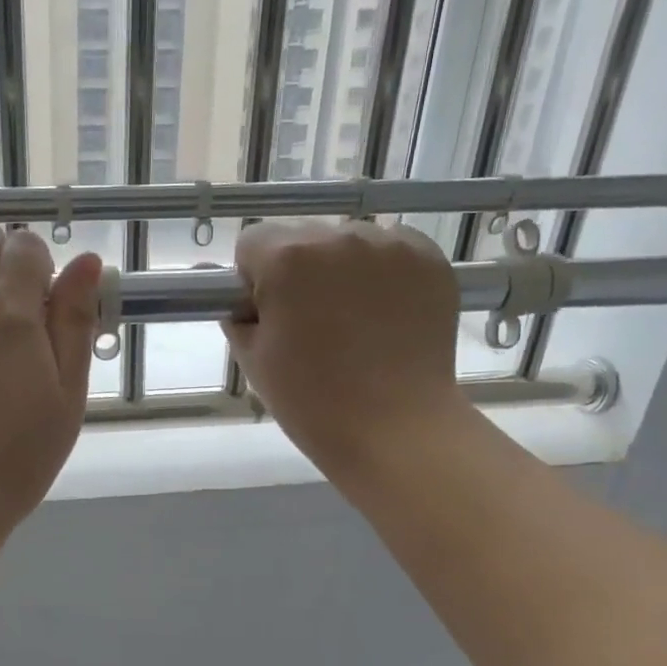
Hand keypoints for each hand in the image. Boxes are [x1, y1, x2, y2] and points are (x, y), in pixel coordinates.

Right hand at [225, 220, 464, 487]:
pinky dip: (382, 273)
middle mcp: (339, 238)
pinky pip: (391, 251)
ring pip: (348, 242)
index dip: (253, 278)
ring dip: (341, 269)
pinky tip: (385, 314)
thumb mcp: (253, 360)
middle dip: (298, 270)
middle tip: (310, 322)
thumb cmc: (311, 401)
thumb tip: (238, 298)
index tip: (268, 314)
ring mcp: (391, 245)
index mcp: (287, 259)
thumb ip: (237, 316)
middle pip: (302, 237)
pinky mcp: (429, 260)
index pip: (252, 241)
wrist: (395, 428)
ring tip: (353, 320)